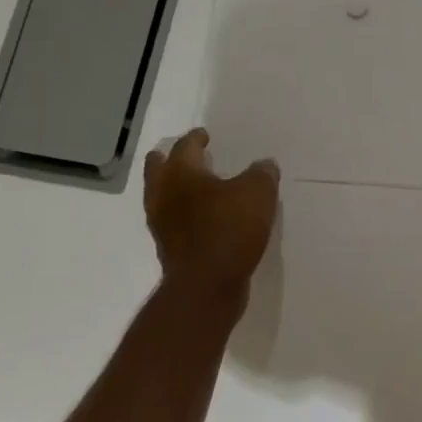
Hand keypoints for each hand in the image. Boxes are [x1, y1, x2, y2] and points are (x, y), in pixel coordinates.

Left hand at [143, 128, 278, 317]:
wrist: (207, 285)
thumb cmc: (230, 228)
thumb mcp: (259, 192)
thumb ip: (262, 173)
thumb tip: (264, 165)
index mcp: (182, 174)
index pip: (184, 146)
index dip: (195, 138)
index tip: (204, 135)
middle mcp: (164, 195)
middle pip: (158, 169)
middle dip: (169, 159)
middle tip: (188, 156)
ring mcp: (162, 225)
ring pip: (163, 197)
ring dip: (176, 188)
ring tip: (198, 187)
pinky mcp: (170, 250)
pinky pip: (174, 222)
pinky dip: (185, 215)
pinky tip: (206, 218)